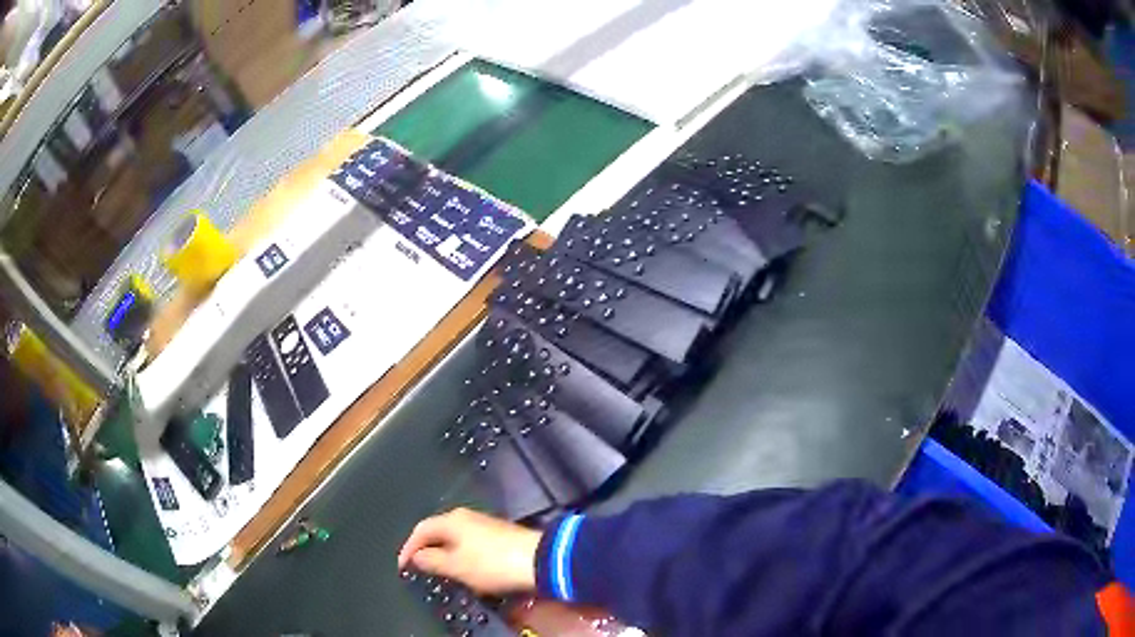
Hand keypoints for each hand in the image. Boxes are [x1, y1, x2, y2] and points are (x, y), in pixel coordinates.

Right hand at [398, 507, 541, 594]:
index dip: (408, 548)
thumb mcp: (456, 566)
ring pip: (455, 539)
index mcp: (452, 521)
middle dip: (426, 550)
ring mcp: (484, 525)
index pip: (421, 530)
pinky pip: (470, 545)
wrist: (539, 560)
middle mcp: (466, 517)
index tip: (402, 567)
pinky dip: (461, 557)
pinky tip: (465, 570)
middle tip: (419, 569)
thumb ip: (432, 560)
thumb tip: (416, 557)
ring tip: (440, 572)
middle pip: (438, 532)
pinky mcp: (499, 536)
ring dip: (444, 554)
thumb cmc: (491, 563)